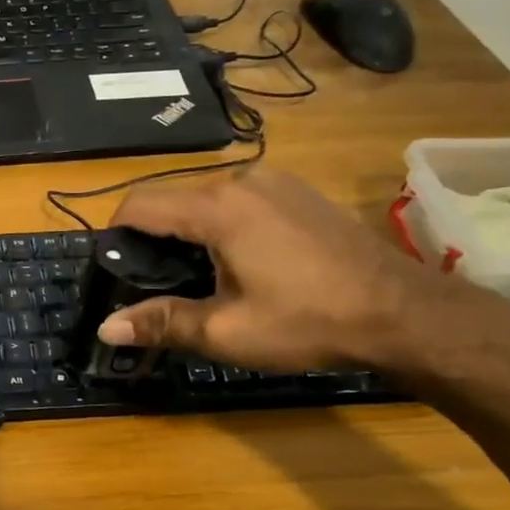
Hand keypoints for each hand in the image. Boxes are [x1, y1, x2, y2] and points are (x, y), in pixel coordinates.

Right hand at [98, 169, 442, 371]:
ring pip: (206, 199)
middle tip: (154, 285)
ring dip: (189, 232)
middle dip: (153, 238)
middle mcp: (241, 179)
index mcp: (217, 207)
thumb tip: (105, 329)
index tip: (112, 270)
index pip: (138, 204)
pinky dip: (222, 224)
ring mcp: (275, 180)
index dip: (114, 235)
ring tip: (198, 277)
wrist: (404, 313)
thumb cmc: (308, 321)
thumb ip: (161, 322)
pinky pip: (239, 199)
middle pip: (171, 200)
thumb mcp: (226, 330)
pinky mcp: (299, 191)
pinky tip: (241, 262)